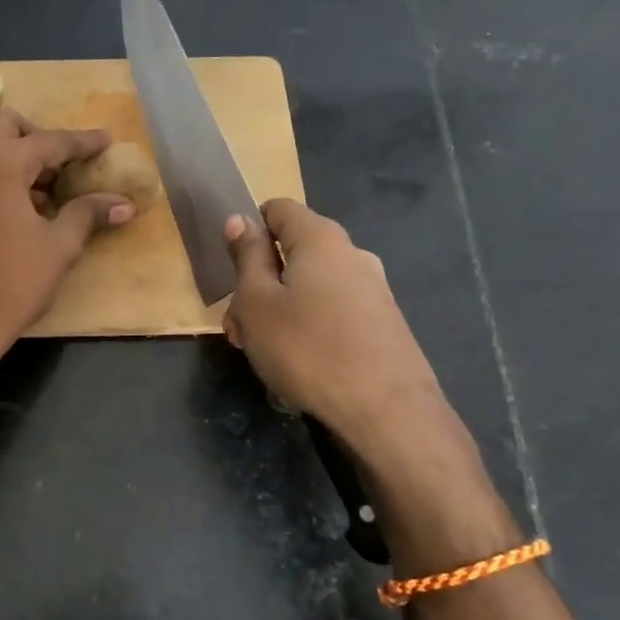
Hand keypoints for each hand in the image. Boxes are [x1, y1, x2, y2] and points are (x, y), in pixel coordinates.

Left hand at [0, 108, 133, 363]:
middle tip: (66, 166)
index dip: (82, 143)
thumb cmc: (12, 283)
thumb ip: (88, 214)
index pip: (50, 141)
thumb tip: (124, 204)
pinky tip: (23, 205)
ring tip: (48, 188)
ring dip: (17, 153)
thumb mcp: (58, 247)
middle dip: (40, 137)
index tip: (106, 141)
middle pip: (8, 126)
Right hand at [222, 199, 445, 443]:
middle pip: (293, 253)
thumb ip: (246, 257)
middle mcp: (352, 254)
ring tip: (262, 354)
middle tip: (238, 328)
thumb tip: (239, 220)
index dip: (248, 230)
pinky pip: (331, 312)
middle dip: (258, 284)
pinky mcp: (382, 323)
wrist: (387, 410)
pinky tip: (297, 366)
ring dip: (277, 312)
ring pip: (309, 287)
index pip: (278, 209)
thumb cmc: (307, 348)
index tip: (232, 269)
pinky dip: (307, 328)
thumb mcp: (256, 302)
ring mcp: (372, 290)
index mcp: (320, 238)